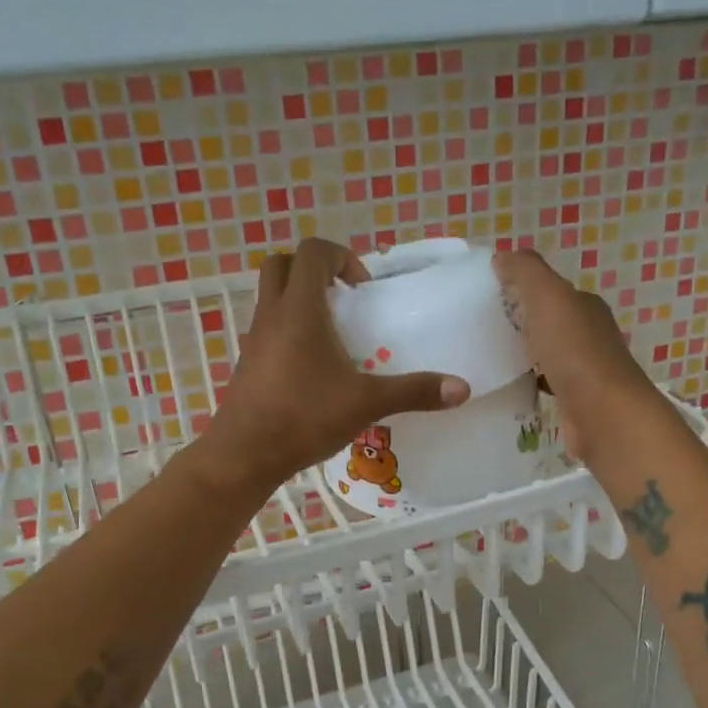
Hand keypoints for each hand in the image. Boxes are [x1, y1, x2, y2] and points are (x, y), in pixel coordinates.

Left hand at [200, 239, 470, 493]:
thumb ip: (413, 391)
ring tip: (333, 335)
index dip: (340, 257)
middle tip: (343, 299)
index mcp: (299, 310)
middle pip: (281, 265)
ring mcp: (254, 340)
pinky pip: (267, 329)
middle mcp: (271, 315)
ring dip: (299, 301)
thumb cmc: (303, 417)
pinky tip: (312, 369)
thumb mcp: (366, 403)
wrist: (245, 455)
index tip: (363, 288)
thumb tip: (462, 388)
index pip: (312, 252)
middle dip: (313, 271)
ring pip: (271, 298)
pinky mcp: (247, 364)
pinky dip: (288, 332)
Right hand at [493, 249, 658, 461]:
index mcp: (585, 306)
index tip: (488, 297)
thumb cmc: (575, 351)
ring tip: (488, 357)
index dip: (523, 289)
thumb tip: (503, 255)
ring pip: (548, 354)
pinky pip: (547, 384)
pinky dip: (530, 382)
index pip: (552, 291)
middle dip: (522, 322)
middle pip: (550, 322)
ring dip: (525, 353)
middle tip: (481, 328)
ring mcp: (585, 370)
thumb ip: (526, 272)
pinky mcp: (576, 401)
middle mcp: (590, 335)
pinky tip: (510, 386)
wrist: (603, 414)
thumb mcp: (548, 297)